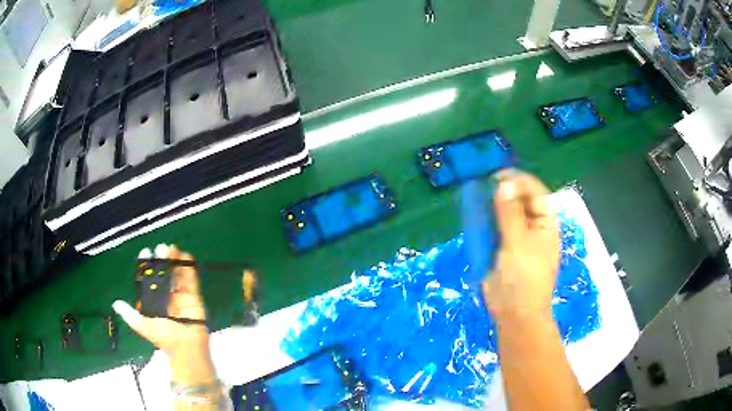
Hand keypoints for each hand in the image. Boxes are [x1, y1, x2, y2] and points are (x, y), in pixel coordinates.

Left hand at [113, 244, 215, 384]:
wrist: (187, 349)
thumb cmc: (166, 339)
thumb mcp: (145, 327)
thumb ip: (131, 316)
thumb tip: (115, 304)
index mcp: (155, 302)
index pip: (149, 280)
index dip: (147, 266)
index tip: (145, 252)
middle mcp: (167, 297)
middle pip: (163, 274)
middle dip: (162, 261)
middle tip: (160, 248)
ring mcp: (181, 296)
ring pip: (176, 274)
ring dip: (175, 261)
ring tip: (172, 248)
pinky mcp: (194, 297)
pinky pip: (192, 280)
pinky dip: (189, 268)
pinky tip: (186, 256)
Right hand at [482, 170, 559, 321]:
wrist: (514, 313)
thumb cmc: (524, 278)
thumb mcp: (518, 243)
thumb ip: (510, 213)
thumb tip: (505, 183)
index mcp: (545, 225)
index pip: (536, 194)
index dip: (520, 181)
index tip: (498, 175)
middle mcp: (533, 228)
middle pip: (521, 202)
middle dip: (504, 191)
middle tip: (483, 184)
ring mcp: (517, 239)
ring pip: (506, 214)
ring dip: (492, 205)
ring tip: (476, 197)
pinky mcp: (502, 250)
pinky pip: (494, 229)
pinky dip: (485, 221)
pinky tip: (474, 216)